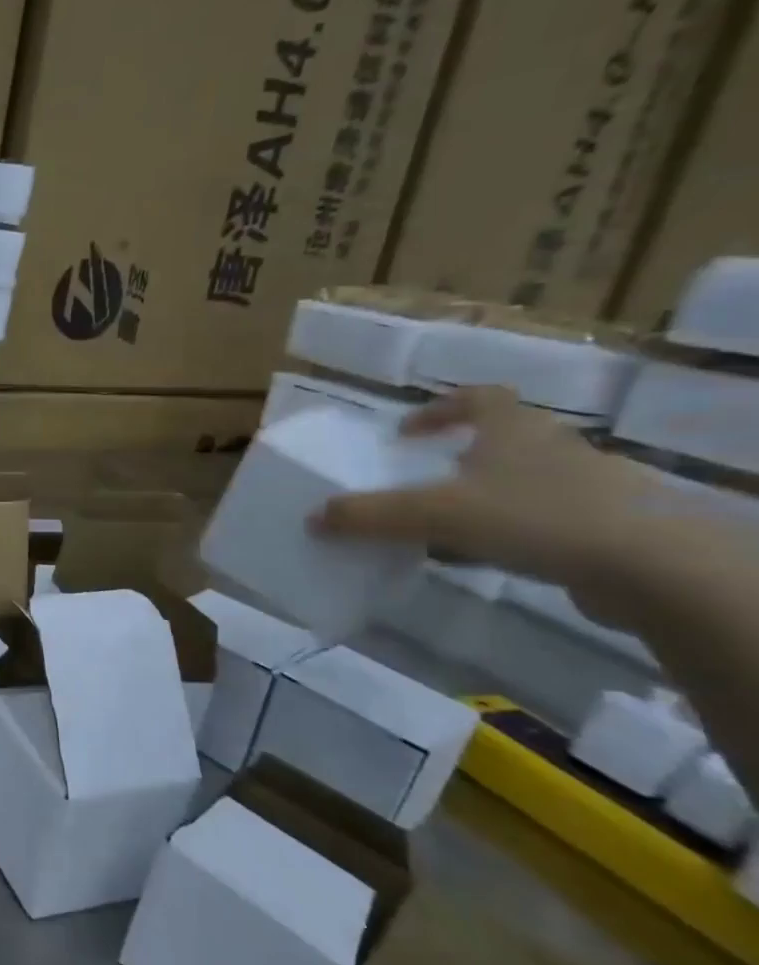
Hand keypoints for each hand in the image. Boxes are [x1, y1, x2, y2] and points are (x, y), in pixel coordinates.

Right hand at [312, 386, 664, 614]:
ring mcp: (588, 485)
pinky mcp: (607, 525)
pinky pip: (545, 518)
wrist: (652, 567)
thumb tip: (312, 517)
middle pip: (501, 440)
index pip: (479, 398)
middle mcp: (553, 447)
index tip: (407, 432)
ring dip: (484, 496)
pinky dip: (513, 530)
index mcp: (514, 429)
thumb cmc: (533, 516)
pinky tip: (491, 557)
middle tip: (423, 481)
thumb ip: (370, 515)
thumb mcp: (433, 515)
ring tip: (448, 526)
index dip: (441, 409)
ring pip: (523, 481)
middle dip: (459, 458)